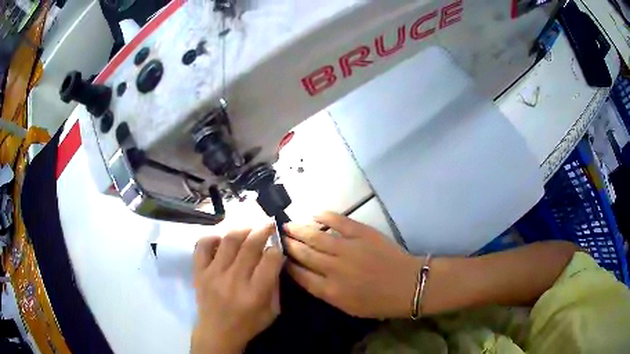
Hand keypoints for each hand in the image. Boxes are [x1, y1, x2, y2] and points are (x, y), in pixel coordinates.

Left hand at [191, 226, 284, 353]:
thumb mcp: (272, 311)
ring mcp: (213, 274)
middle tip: (269, 224)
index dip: (277, 249)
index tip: (277, 247)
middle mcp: (234, 280)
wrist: (217, 333)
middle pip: (250, 245)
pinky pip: (202, 246)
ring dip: (242, 229)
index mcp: (255, 293)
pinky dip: (212, 236)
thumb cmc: (248, 324)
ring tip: (249, 227)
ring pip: (228, 240)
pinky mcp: (199, 272)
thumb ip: (276, 285)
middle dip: (263, 230)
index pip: (270, 259)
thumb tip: (277, 258)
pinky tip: (222, 238)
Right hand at [284, 212, 422, 318]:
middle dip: (288, 244)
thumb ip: (326, 293)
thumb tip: (307, 276)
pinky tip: (313, 214)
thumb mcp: (348, 307)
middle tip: (278, 237)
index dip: (286, 264)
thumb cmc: (379, 302)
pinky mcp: (362, 234)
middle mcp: (334, 269)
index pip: (299, 275)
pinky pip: (338, 221)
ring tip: (287, 225)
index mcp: (330, 290)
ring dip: (299, 229)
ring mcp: (348, 249)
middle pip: (303, 253)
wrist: (408, 285)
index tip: (279, 256)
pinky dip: (324, 216)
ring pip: (315, 236)